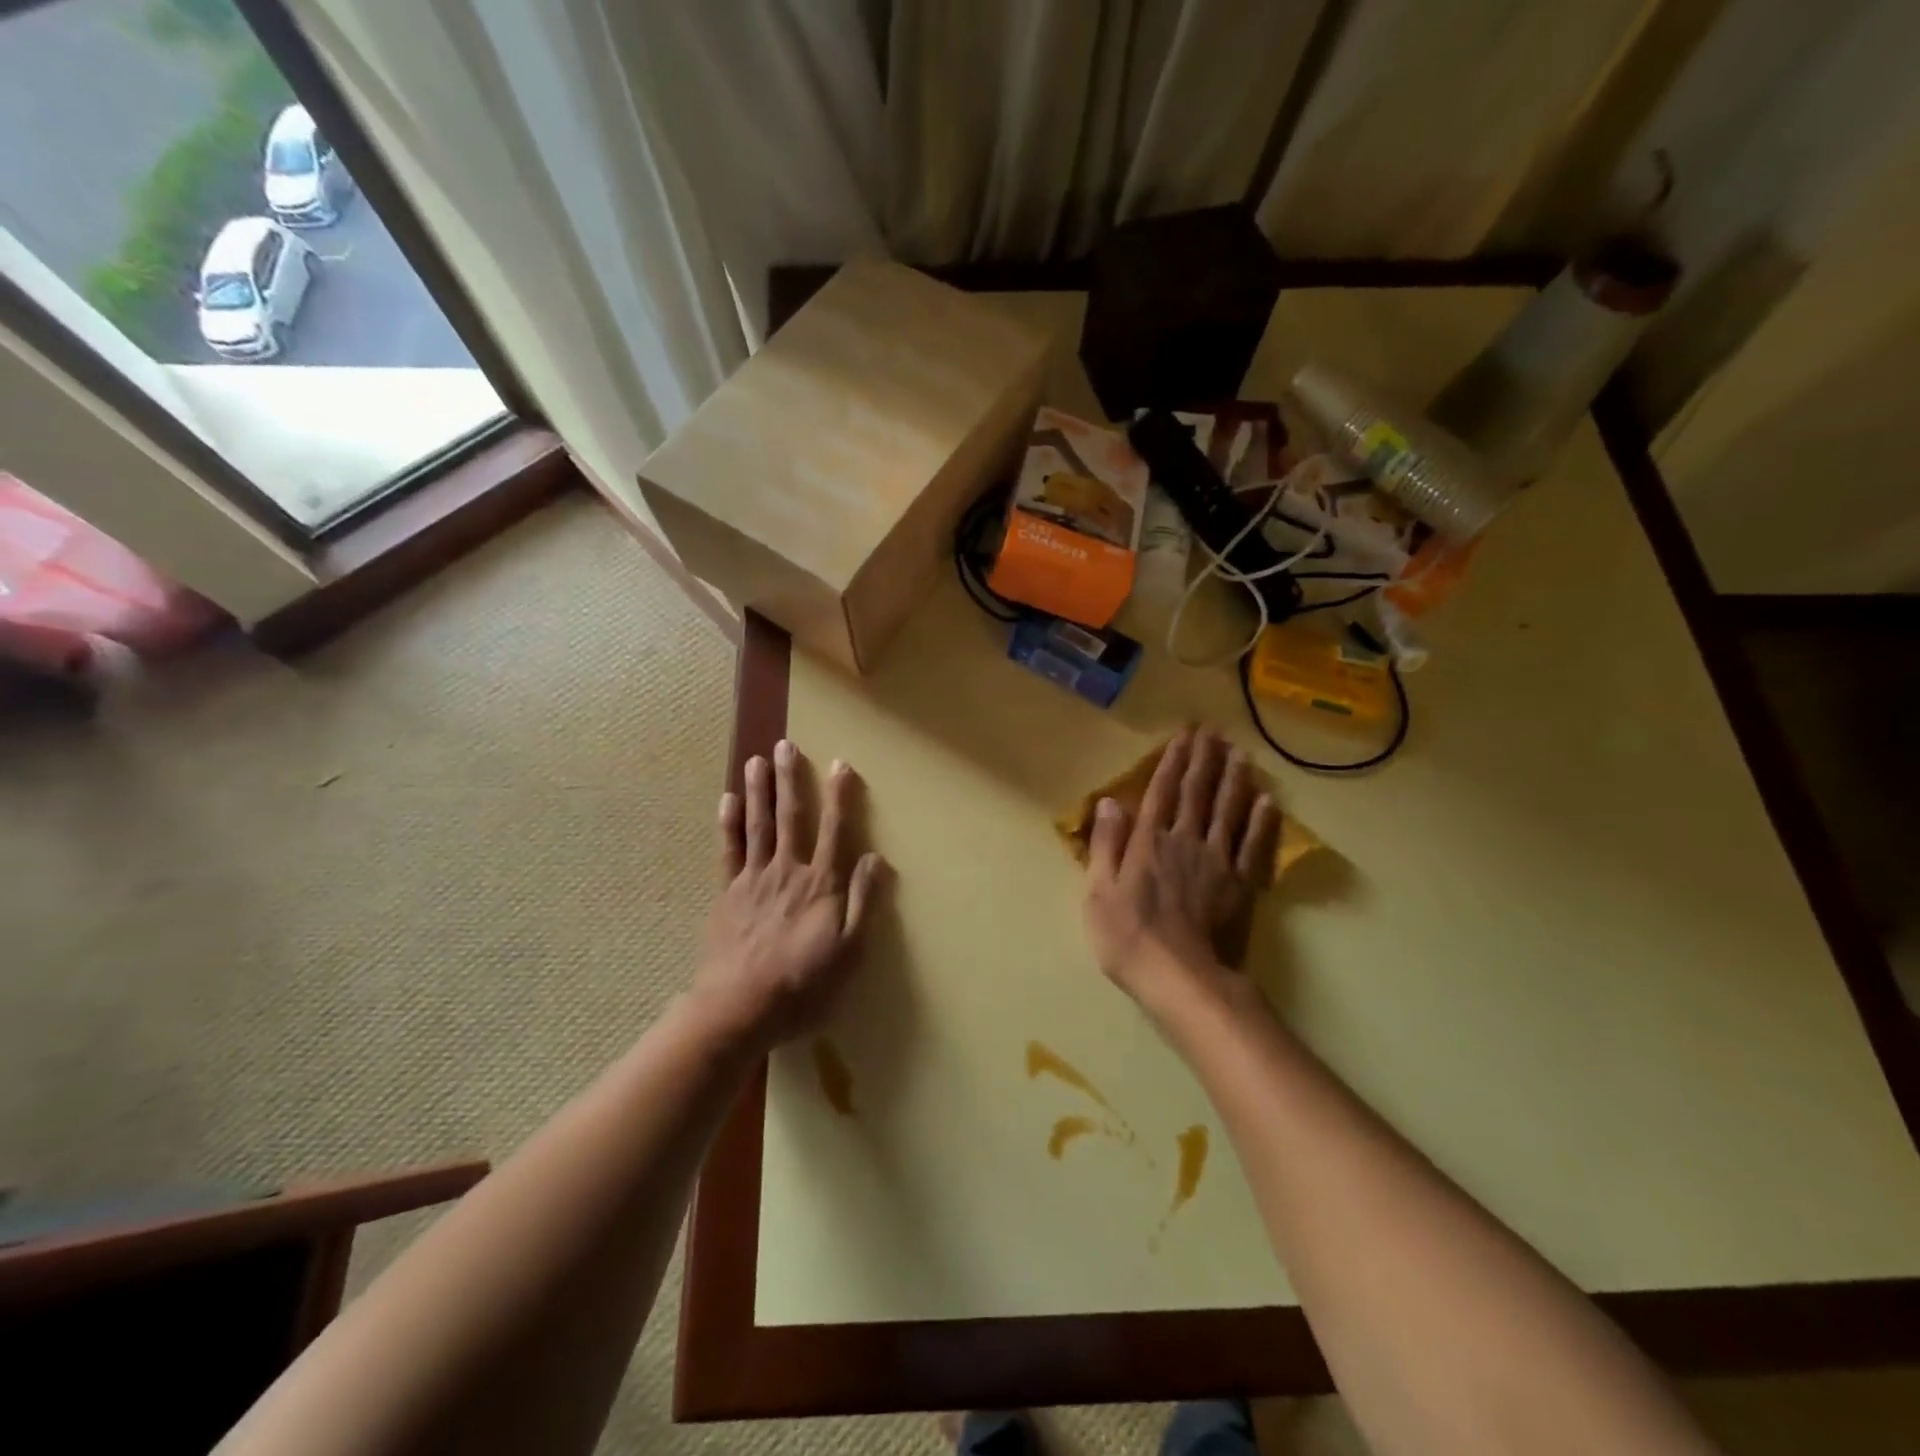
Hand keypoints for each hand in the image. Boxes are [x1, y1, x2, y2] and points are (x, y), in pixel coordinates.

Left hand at [694, 739, 886, 1047]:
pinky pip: (728, 851)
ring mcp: (753, 880)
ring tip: (756, 759)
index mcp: (820, 884)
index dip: (839, 797)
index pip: (834, 830)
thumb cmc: (803, 984)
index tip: (840, 764)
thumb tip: (874, 857)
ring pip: (757, 825)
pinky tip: (728, 800)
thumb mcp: (849, 951)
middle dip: (789, 779)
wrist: (739, 1008)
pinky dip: (728, 824)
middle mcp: (787, 871)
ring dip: (758, 790)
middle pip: (790, 817)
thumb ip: (863, 902)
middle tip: (785, 744)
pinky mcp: (728, 894)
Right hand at [1084, 727, 1278, 1022]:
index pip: (1162, 792)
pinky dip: (1261, 821)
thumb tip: (1109, 801)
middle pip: (1197, 793)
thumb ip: (1107, 844)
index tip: (1184, 735)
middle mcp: (1185, 841)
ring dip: (1234, 779)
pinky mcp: (1241, 885)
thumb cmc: (1128, 936)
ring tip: (1240, 753)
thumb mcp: (1099, 891)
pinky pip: (1254, 845)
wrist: (1181, 978)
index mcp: (1149, 841)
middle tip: (1213, 732)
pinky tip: (1267, 800)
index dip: (1172, 762)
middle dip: (1204, 760)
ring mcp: (1218, 862)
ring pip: (1228, 811)